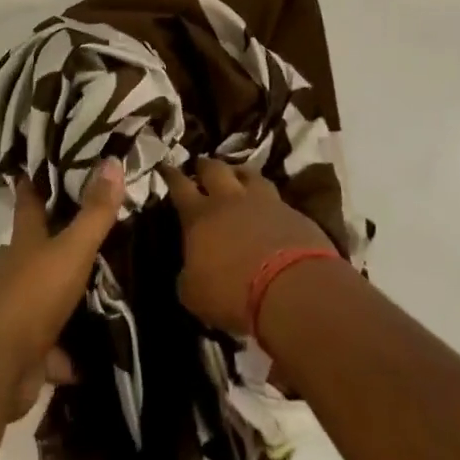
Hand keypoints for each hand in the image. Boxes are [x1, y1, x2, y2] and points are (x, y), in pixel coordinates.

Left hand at [0, 159, 123, 417]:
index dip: (33, 183)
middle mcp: (13, 272)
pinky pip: (50, 350)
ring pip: (39, 299)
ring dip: (60, 300)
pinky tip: (91, 357)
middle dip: (47, 244)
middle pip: (29, 250)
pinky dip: (67, 356)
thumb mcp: (71, 249)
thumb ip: (94, 212)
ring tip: (95, 294)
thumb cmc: (33, 295)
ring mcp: (15, 313)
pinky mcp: (24, 352)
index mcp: (23, 242)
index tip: (38, 167)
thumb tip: (112, 161)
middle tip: (81, 237)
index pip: (27, 202)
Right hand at [164, 157, 337, 334]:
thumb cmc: (233, 293)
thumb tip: (189, 272)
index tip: (165, 165)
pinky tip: (270, 207)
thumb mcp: (195, 294)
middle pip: (214, 169)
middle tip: (201, 165)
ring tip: (237, 175)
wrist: (292, 290)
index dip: (171, 174)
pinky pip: (276, 198)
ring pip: (248, 174)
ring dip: (239, 173)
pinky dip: (269, 200)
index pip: (179, 186)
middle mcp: (230, 200)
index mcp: (199, 216)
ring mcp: (264, 202)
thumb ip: (188, 277)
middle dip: (205, 166)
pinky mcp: (294, 214)